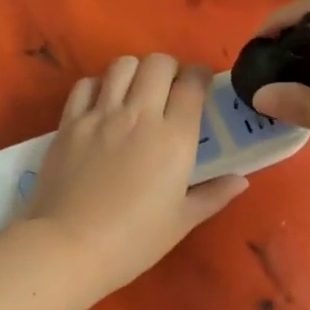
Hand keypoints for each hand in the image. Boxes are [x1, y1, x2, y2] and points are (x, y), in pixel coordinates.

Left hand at [24, 54, 247, 297]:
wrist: (69, 247)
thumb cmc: (134, 241)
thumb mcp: (181, 222)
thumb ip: (213, 195)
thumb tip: (240, 180)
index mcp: (174, 138)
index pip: (192, 83)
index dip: (200, 76)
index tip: (201, 87)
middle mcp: (139, 115)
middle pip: (158, 63)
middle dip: (169, 69)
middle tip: (169, 90)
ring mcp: (100, 116)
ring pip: (121, 65)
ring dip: (134, 72)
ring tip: (135, 93)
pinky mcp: (69, 124)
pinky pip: (85, 85)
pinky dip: (98, 86)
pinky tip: (101, 106)